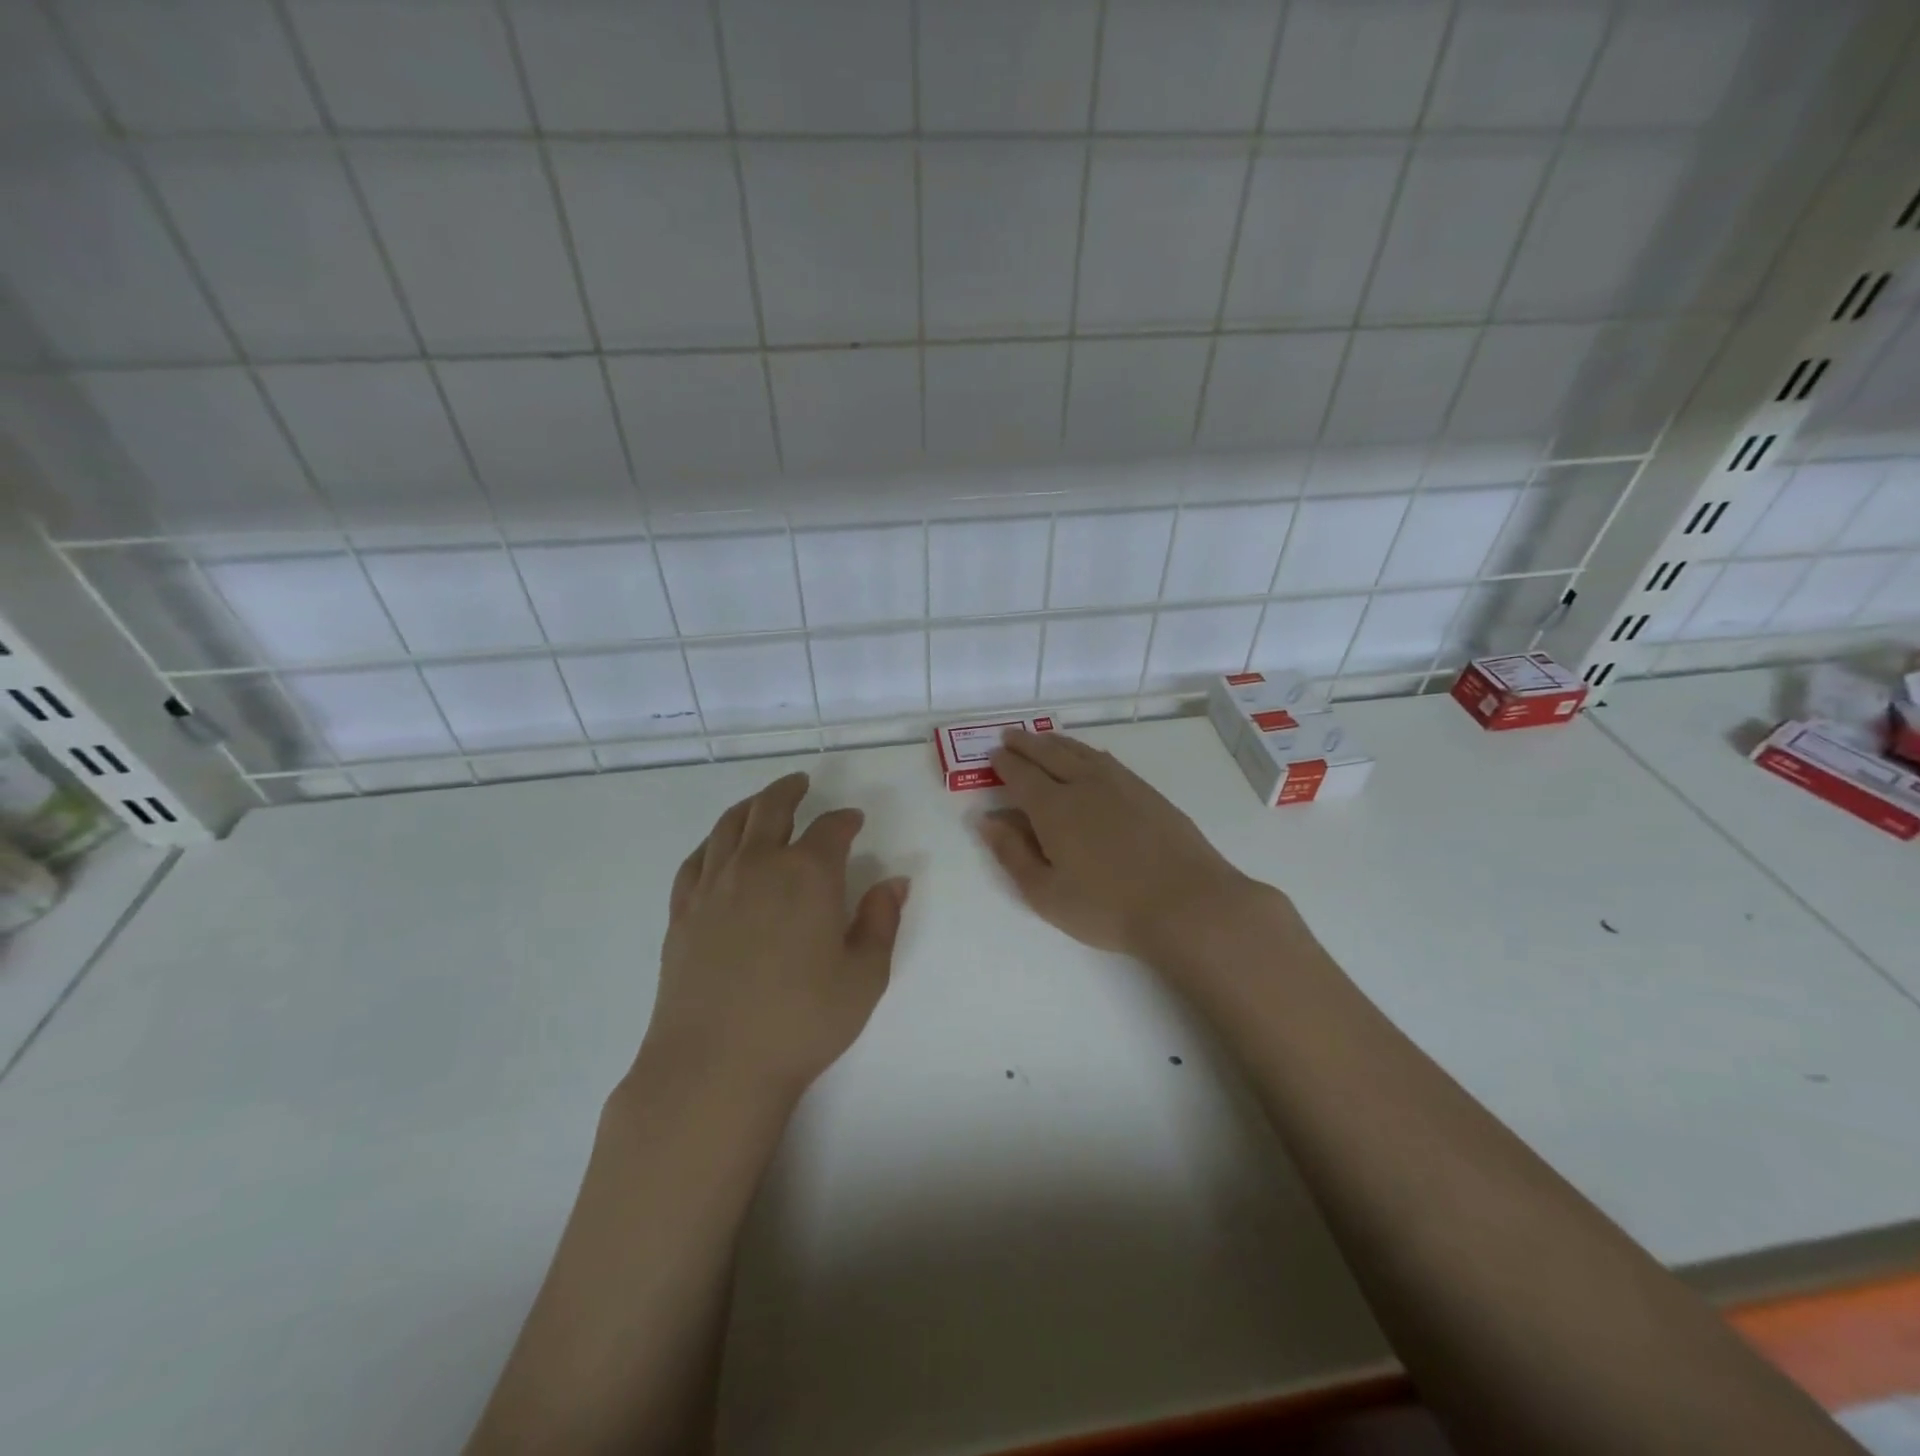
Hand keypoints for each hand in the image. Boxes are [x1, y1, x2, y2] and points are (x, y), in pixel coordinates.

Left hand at [643, 772, 909, 1104]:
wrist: (715, 1064)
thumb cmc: (802, 1021)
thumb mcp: (864, 976)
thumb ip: (882, 921)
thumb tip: (895, 881)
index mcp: (808, 874)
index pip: (831, 829)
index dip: (845, 820)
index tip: (854, 820)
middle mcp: (759, 865)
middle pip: (772, 809)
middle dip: (790, 791)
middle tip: (801, 783)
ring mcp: (714, 885)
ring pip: (730, 825)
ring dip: (751, 805)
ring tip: (762, 801)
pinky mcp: (683, 910)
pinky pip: (697, 859)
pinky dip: (713, 841)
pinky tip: (720, 847)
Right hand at [976, 730, 1263, 959]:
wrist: (1187, 904)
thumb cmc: (1108, 907)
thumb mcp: (1046, 893)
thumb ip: (1012, 853)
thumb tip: (986, 819)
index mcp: (1053, 808)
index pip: (1021, 774)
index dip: (1004, 763)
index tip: (993, 755)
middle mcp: (1083, 784)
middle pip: (1048, 753)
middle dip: (1026, 743)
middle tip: (1010, 736)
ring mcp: (1119, 783)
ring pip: (1079, 751)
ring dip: (1055, 742)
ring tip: (1043, 739)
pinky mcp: (1146, 791)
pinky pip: (1106, 759)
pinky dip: (1086, 751)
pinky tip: (1088, 757)